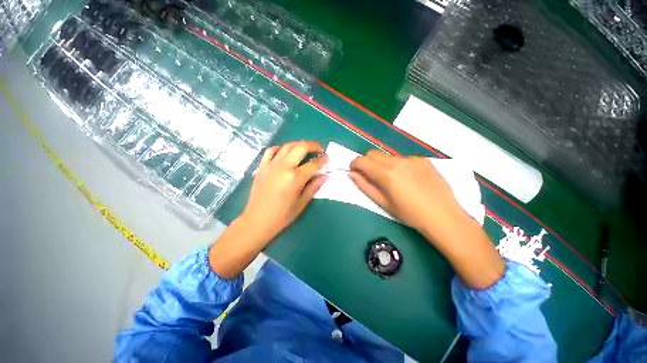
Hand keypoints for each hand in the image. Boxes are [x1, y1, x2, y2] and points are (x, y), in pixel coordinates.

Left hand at [240, 141, 328, 243]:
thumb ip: (314, 186)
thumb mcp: (302, 203)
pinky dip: (280, 148)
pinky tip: (285, 153)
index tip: (328, 157)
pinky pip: (271, 151)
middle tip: (319, 150)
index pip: (313, 164)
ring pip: (287, 146)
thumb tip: (324, 175)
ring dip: (299, 145)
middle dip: (313, 146)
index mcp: (295, 178)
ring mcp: (271, 165)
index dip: (323, 160)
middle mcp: (283, 166)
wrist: (257, 220)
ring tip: (305, 149)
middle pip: (301, 148)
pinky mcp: (262, 166)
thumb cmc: (282, 215)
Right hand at [349, 150, 464, 232]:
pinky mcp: (423, 160)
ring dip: (382, 164)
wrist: (444, 216)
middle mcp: (398, 161)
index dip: (354, 164)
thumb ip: (365, 186)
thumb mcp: (383, 203)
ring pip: (387, 156)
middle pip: (373, 154)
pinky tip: (407, 179)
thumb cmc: (410, 214)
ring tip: (391, 180)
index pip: (362, 160)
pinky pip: (402, 159)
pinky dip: (397, 165)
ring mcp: (412, 159)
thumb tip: (351, 174)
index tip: (354, 171)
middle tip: (370, 176)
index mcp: (387, 174)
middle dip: (366, 162)